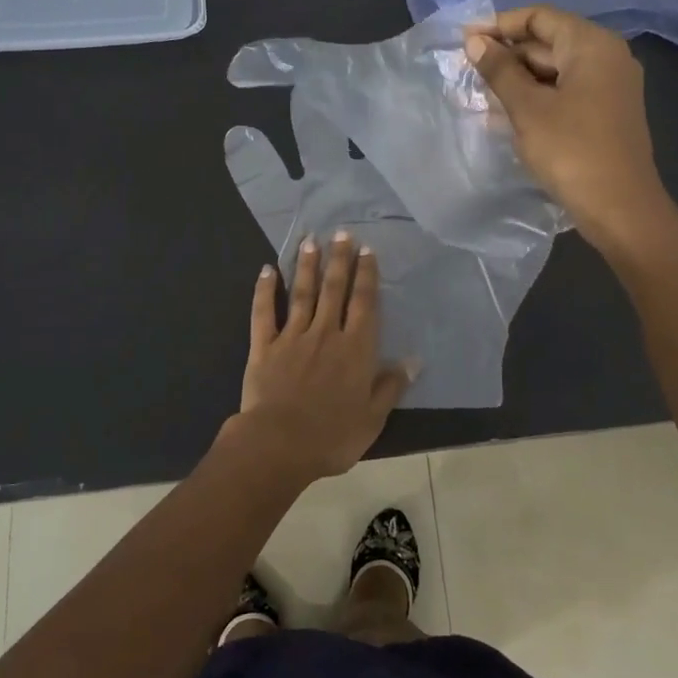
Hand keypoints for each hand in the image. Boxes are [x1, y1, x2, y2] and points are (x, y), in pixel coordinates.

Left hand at [228, 232, 413, 481]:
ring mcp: (292, 337)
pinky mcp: (264, 346)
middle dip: (339, 259)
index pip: (364, 303)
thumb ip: (390, 386)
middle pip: (334, 289)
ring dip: (307, 266)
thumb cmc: (332, 436)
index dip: (366, 275)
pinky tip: (267, 270)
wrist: (278, 444)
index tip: (367, 250)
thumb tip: (413, 361)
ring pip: (302, 293)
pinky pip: (264, 312)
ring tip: (311, 241)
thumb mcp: (372, 418)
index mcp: (355, 349)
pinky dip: (265, 290)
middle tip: (341, 232)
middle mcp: (325, 333)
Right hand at [465, 6, 677, 256]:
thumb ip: (499, 71)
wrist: (620, 208)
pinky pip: (564, 92)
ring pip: (554, 70)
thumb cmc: (571, 151)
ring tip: (478, 94)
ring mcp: (609, 87)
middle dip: (506, 55)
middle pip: (547, 42)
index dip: (499, 24)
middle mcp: (606, 57)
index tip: (464, 41)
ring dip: (516, 79)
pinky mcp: (605, 113)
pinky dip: (535, 97)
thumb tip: (475, 41)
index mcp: (592, 45)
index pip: (539, 17)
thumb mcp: (527, 109)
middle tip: (466, 72)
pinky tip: (504, 114)